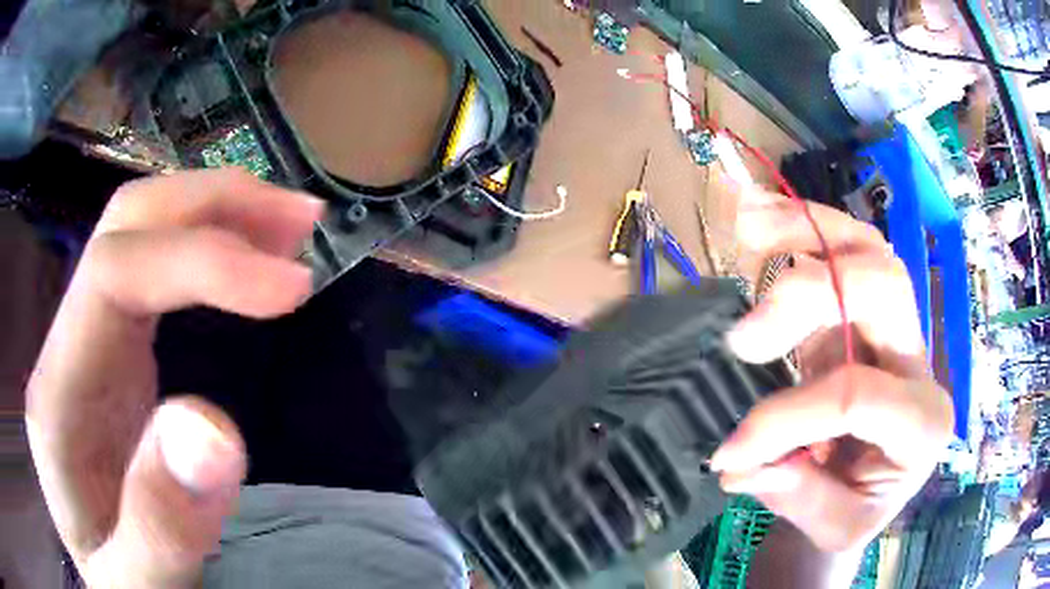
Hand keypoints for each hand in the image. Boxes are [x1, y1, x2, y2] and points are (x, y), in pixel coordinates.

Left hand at [25, 169, 322, 587]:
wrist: (108, 585)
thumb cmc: (119, 586)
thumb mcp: (139, 585)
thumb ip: (162, 524)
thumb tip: (212, 428)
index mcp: (58, 396)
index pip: (111, 274)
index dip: (201, 261)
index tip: (293, 287)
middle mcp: (67, 348)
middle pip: (124, 226)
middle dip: (212, 205)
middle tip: (299, 222)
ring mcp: (88, 344)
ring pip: (140, 233)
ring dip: (216, 213)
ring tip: (288, 226)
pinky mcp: (112, 356)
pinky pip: (154, 272)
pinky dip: (208, 247)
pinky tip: (246, 260)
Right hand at [710, 194, 953, 552]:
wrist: (869, 491)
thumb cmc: (859, 509)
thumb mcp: (836, 528)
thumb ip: (800, 500)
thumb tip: (746, 465)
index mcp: (923, 422)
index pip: (857, 395)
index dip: (786, 419)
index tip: (729, 453)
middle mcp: (918, 361)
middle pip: (883, 288)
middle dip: (810, 295)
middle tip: (746, 337)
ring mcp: (894, 328)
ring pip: (867, 249)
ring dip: (807, 230)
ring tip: (749, 224)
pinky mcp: (863, 315)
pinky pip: (844, 252)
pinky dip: (802, 229)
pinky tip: (761, 218)